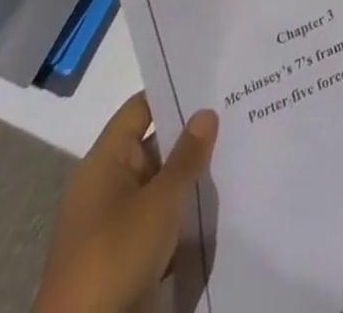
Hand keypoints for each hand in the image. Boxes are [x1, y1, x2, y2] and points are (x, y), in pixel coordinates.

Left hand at [32, 94, 217, 312]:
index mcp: (104, 163)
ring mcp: (116, 225)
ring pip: (160, 186)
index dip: (174, 92)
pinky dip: (183, 215)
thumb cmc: (115, 260)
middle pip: (154, 145)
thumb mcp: (159, 203)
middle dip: (192, 136)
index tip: (214, 81)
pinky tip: (220, 205)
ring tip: (238, 153)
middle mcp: (107, 186)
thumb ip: (186, 156)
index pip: (141, 108)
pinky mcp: (126, 259)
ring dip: (191, 178)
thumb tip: (205, 112)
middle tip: (237, 113)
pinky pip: (160, 221)